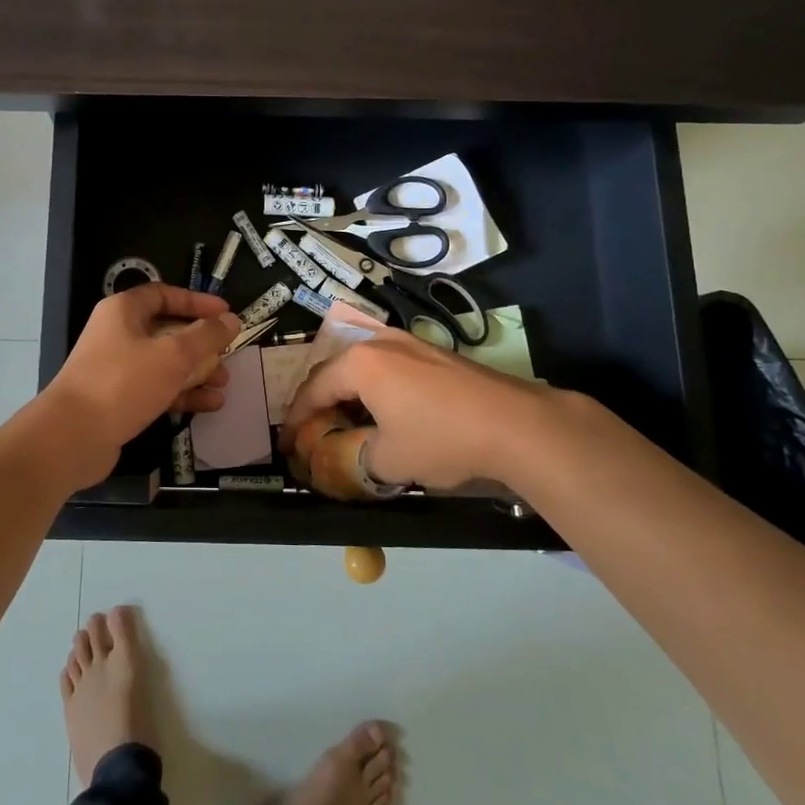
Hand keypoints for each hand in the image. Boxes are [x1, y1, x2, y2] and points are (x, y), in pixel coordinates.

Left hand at [47, 284, 242, 454]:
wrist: (72, 437)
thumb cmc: (123, 383)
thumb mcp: (172, 355)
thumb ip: (206, 336)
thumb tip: (231, 320)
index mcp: (123, 311)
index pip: (164, 294)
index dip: (196, 302)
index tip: (225, 314)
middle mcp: (118, 334)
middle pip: (167, 330)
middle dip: (200, 343)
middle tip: (228, 353)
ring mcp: (116, 368)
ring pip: (164, 362)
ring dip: (196, 371)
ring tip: (224, 383)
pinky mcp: (119, 399)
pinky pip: (157, 389)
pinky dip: (182, 394)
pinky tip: (210, 405)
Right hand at [280, 326, 559, 493]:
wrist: (516, 424)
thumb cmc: (442, 439)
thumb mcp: (389, 460)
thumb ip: (354, 459)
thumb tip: (343, 459)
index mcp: (360, 364)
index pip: (314, 388)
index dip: (297, 419)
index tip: (287, 442)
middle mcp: (380, 343)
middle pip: (335, 370)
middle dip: (319, 401)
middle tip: (311, 430)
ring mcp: (410, 343)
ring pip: (363, 365)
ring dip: (348, 393)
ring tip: (343, 421)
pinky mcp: (434, 353)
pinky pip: (388, 366)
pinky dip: (374, 387)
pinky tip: (383, 411)